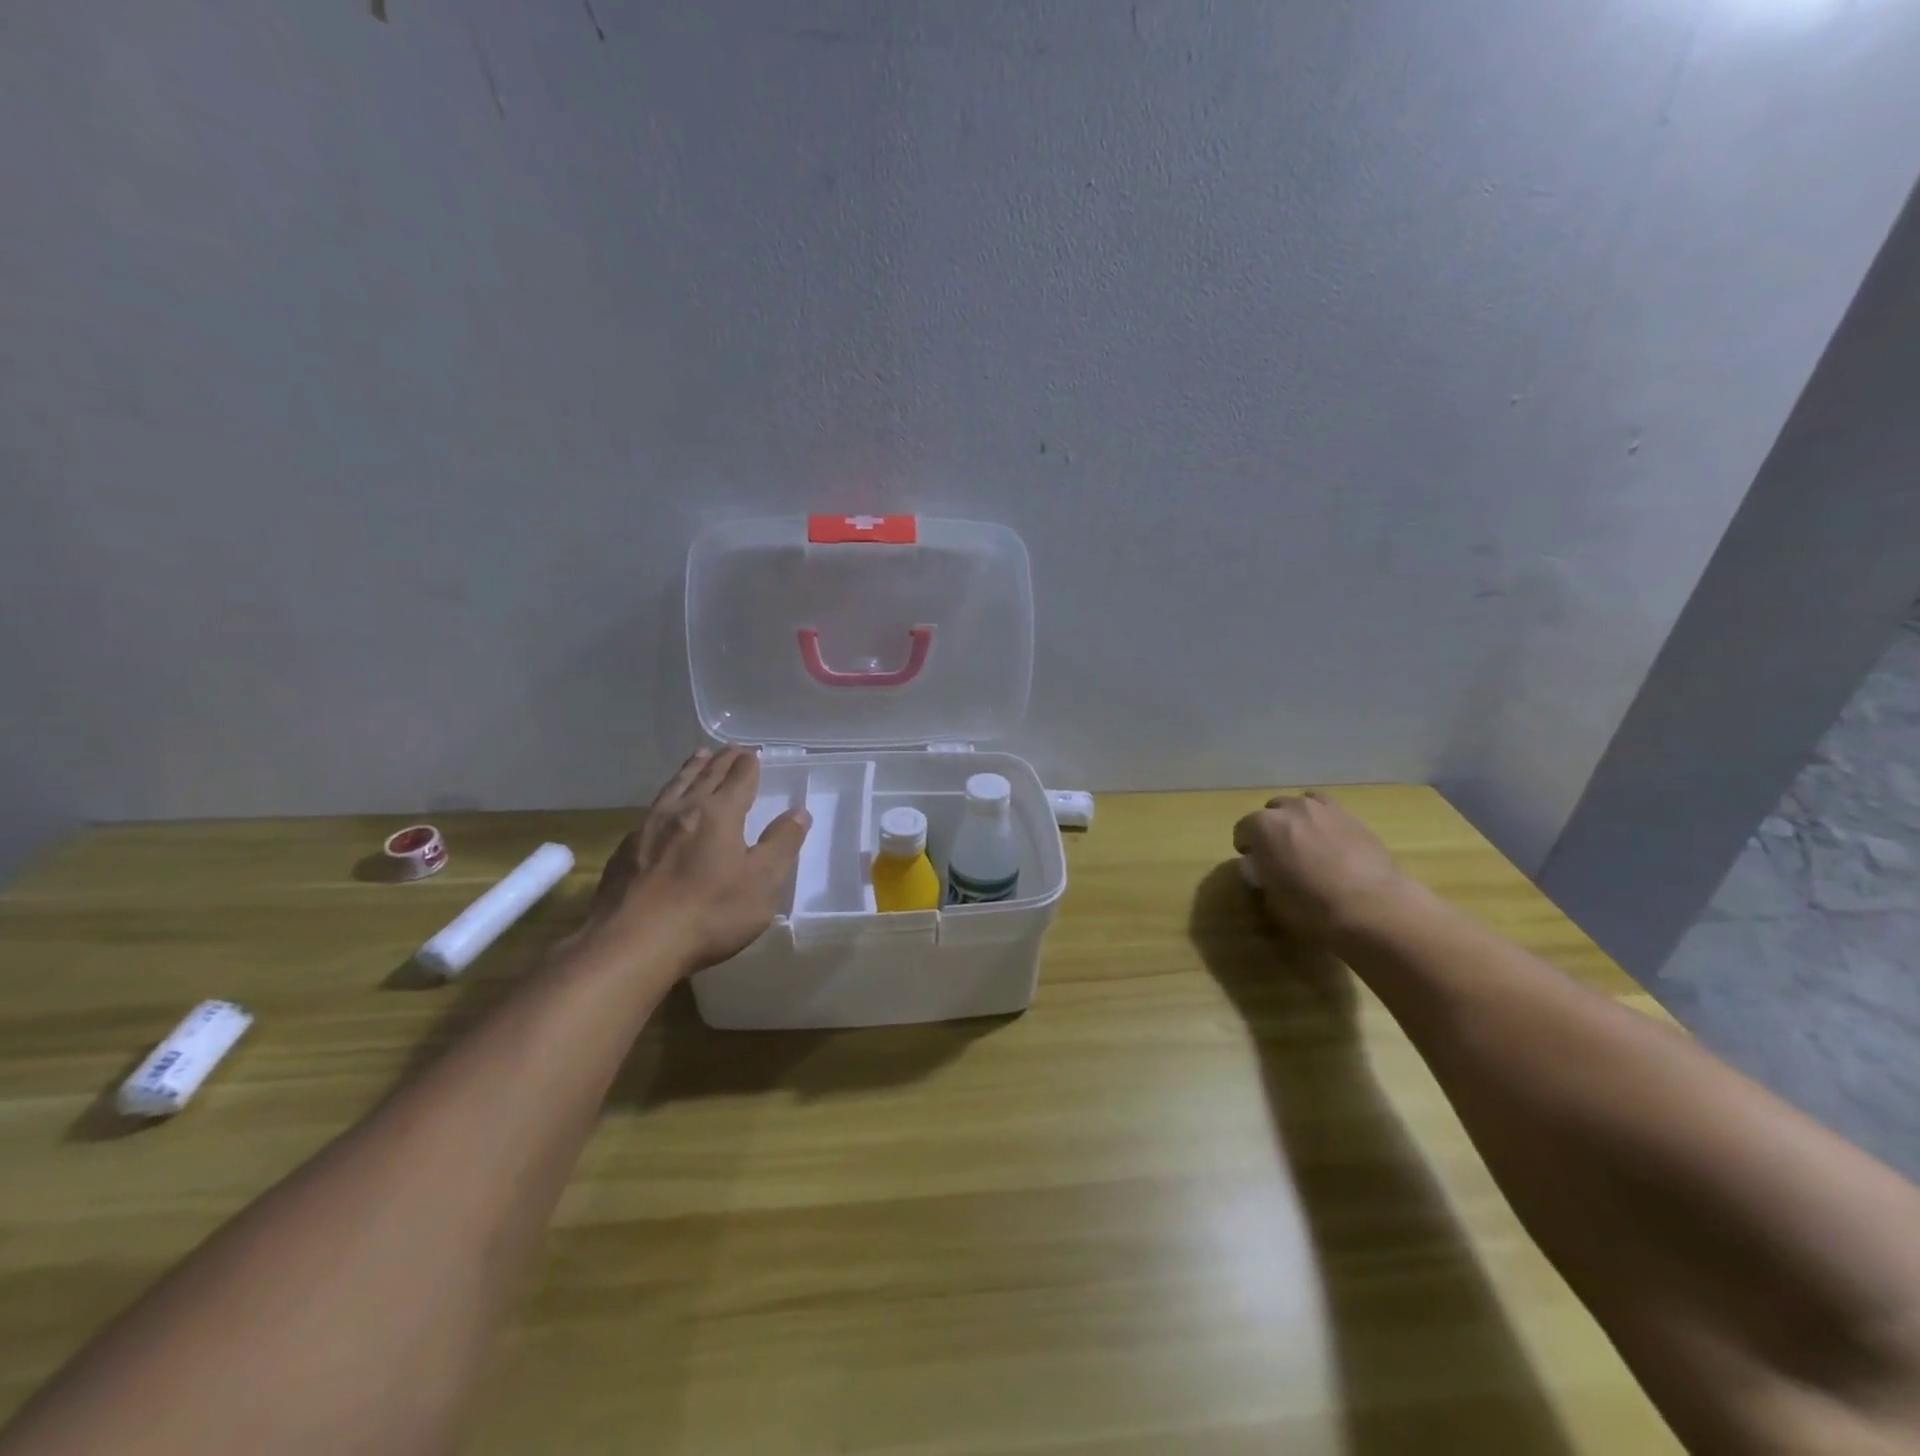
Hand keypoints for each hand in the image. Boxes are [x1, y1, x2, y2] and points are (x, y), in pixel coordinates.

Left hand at [582, 747, 810, 974]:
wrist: (632, 944)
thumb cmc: (708, 913)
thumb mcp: (761, 883)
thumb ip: (781, 844)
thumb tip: (798, 813)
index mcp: (719, 814)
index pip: (738, 779)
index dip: (748, 765)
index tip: (752, 753)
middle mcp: (682, 811)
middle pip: (705, 776)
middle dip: (721, 761)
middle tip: (730, 749)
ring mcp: (648, 828)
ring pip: (674, 788)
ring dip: (690, 770)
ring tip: (697, 757)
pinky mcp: (625, 851)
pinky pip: (651, 811)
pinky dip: (666, 798)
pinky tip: (663, 809)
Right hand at [1231, 792, 1414, 946]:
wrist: (1373, 908)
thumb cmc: (1312, 907)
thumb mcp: (1272, 898)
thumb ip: (1263, 875)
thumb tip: (1264, 868)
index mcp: (1263, 826)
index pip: (1242, 829)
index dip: (1245, 847)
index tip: (1253, 863)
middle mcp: (1291, 809)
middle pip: (1272, 811)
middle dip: (1271, 829)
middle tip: (1279, 854)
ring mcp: (1325, 809)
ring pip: (1303, 804)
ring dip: (1299, 820)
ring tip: (1307, 843)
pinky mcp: (1354, 818)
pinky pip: (1330, 813)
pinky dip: (1325, 824)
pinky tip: (1333, 845)